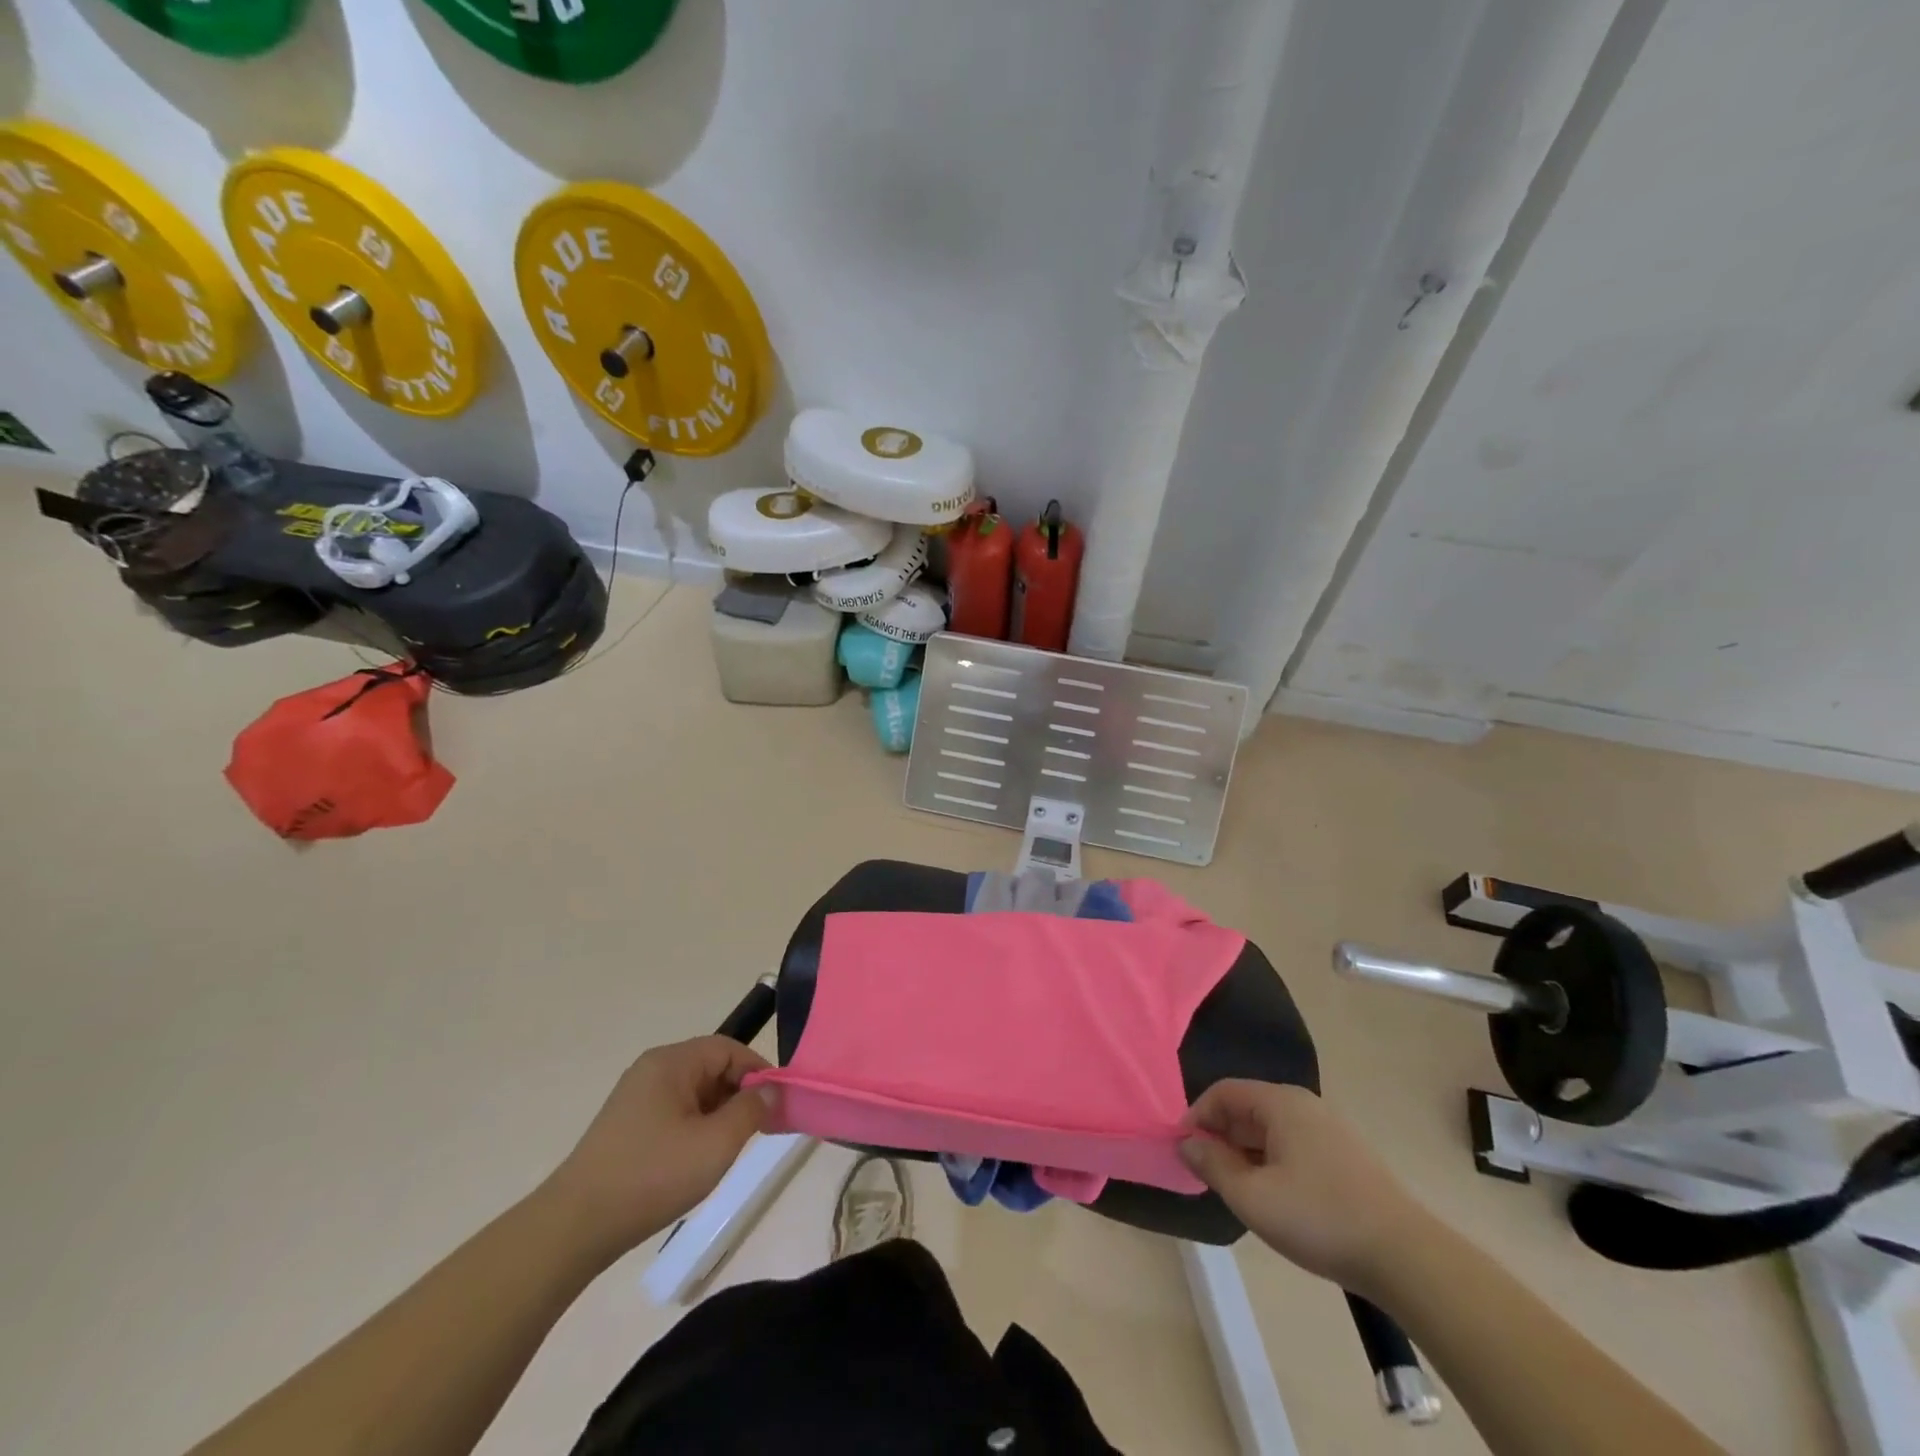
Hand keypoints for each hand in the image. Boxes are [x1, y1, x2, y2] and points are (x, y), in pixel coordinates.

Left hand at [544, 1037, 775, 1261]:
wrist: (574, 1228)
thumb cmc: (651, 1177)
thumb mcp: (715, 1144)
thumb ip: (751, 1111)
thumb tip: (770, 1090)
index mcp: (671, 1062)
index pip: (728, 1049)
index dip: (758, 1071)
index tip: (778, 1104)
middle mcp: (652, 1070)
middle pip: (711, 1067)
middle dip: (740, 1094)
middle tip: (760, 1129)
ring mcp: (636, 1098)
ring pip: (695, 1092)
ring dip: (719, 1113)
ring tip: (732, 1148)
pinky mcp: (627, 1126)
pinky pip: (676, 1112)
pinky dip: (697, 1127)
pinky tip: (699, 1159)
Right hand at [1181, 1081, 1424, 1296]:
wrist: (1406, 1257)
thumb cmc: (1320, 1218)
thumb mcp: (1253, 1197)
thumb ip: (1213, 1165)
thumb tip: (1186, 1142)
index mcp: (1280, 1102)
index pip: (1223, 1092)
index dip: (1197, 1117)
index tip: (1183, 1151)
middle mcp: (1303, 1105)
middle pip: (1246, 1108)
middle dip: (1220, 1136)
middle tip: (1207, 1175)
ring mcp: (1328, 1129)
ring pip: (1270, 1130)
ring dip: (1245, 1153)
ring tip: (1237, 1190)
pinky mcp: (1345, 1156)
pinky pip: (1292, 1146)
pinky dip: (1271, 1162)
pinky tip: (1274, 1198)